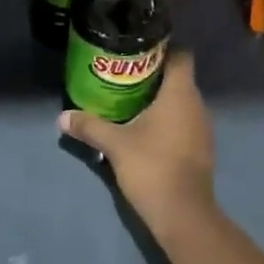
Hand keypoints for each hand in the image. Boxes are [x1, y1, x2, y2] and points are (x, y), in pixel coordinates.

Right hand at [59, 51, 214, 238]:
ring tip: (129, 97)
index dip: (162, 47)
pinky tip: (143, 126)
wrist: (184, 216)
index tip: (137, 48)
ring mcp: (202, 128)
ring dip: (159, 97)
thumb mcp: (115, 144)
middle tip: (122, 72)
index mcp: (181, 94)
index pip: (181, 55)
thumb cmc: (152, 167)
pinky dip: (166, 118)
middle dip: (153, 72)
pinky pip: (183, 120)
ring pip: (181, 100)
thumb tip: (61, 117)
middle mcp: (197, 105)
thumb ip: (89, 126)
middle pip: (178, 77)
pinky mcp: (200, 148)